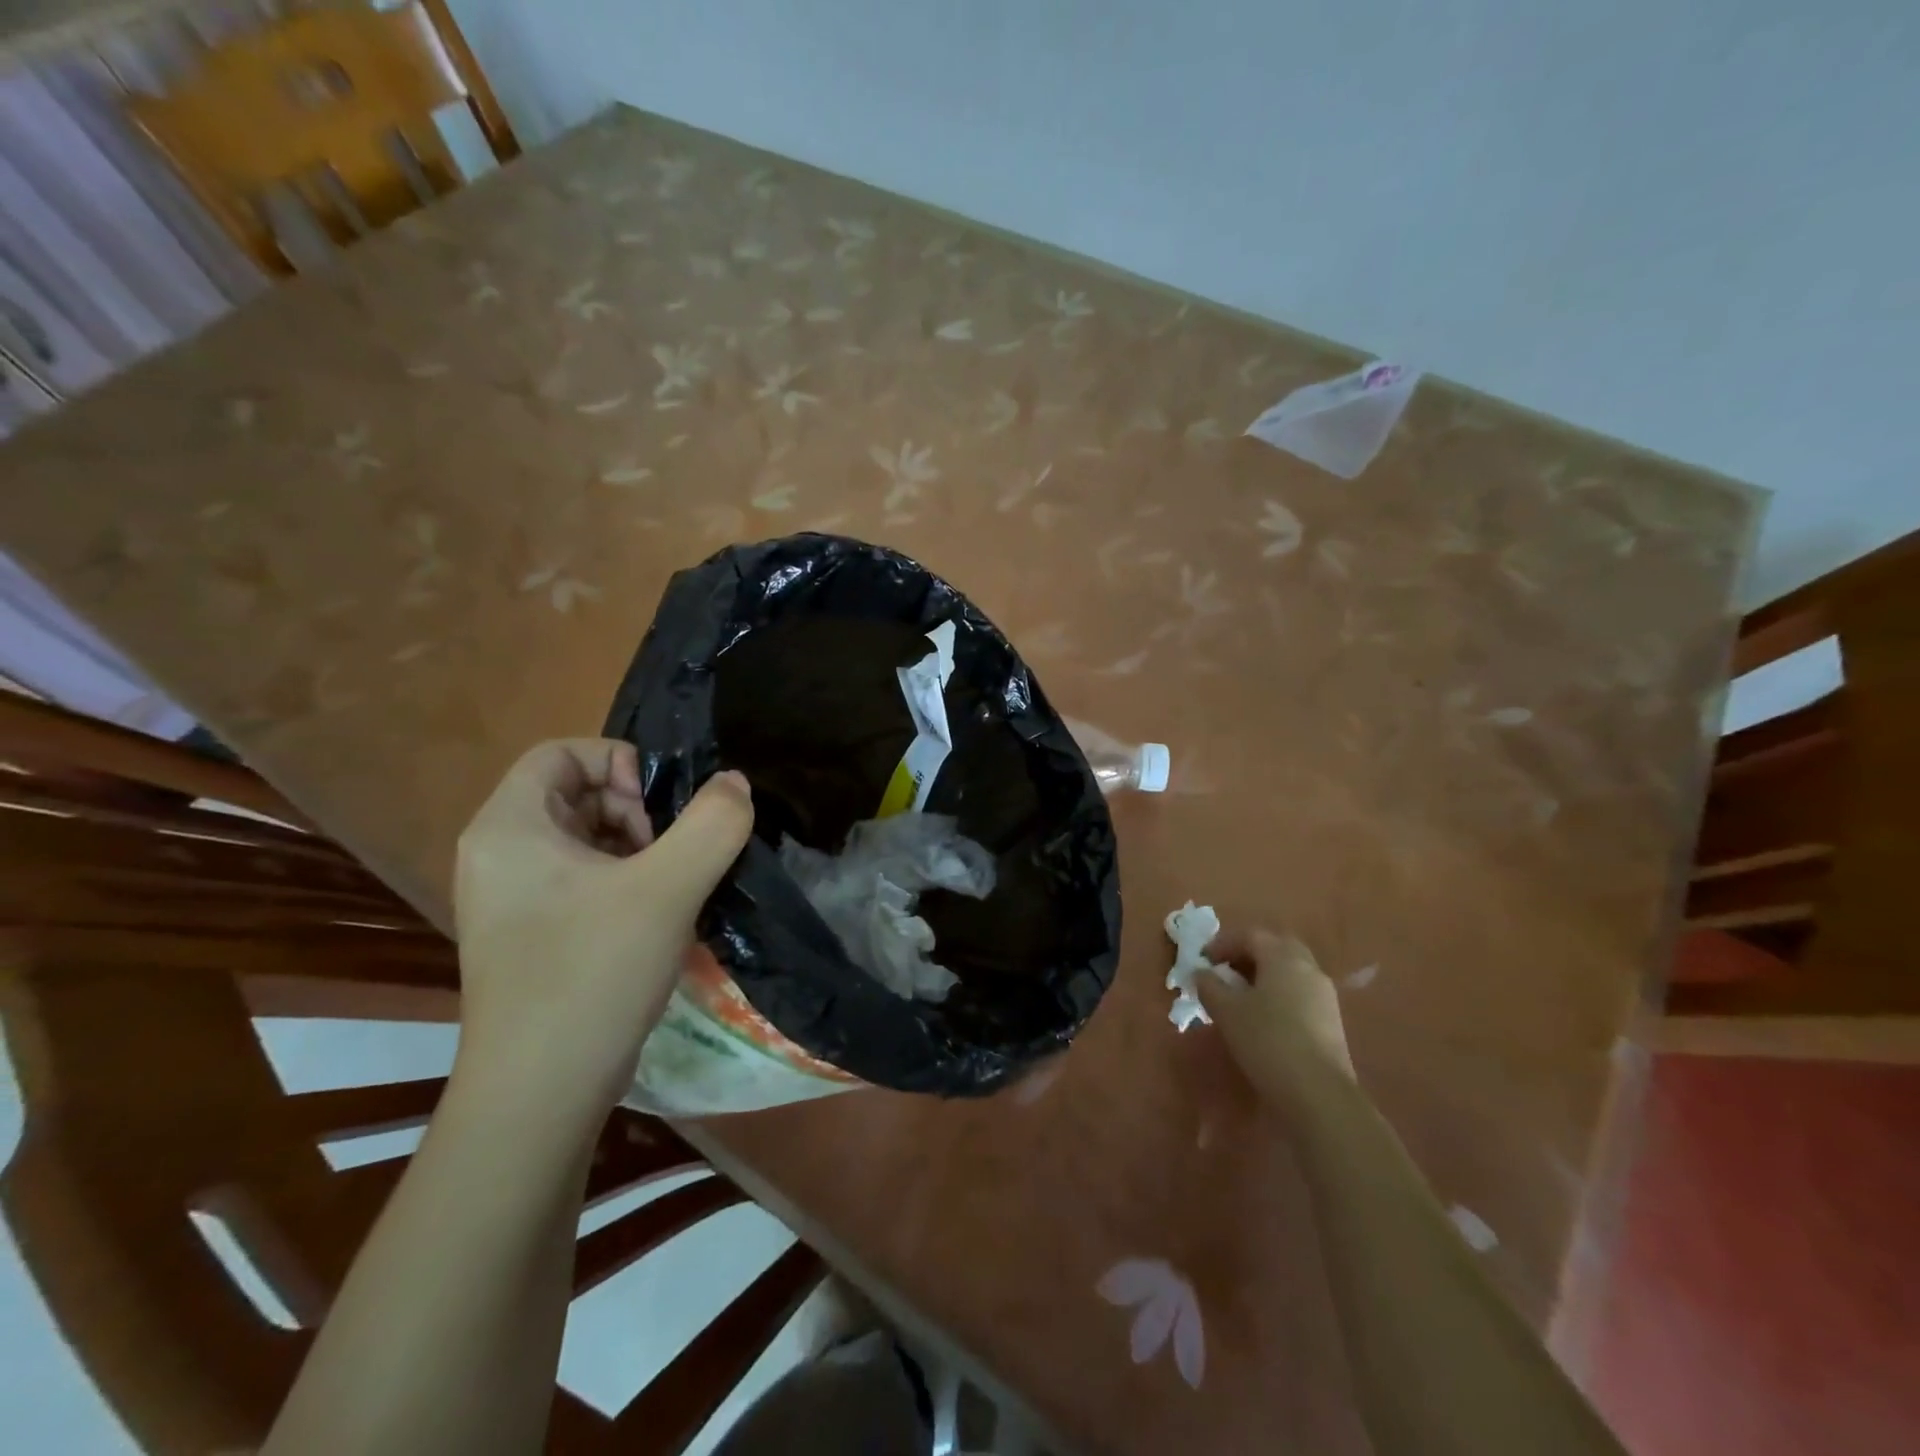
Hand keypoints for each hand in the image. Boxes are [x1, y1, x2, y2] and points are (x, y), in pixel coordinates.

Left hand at [452, 739, 753, 1116]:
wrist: (539, 1095)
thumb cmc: (592, 974)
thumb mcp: (667, 888)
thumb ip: (712, 824)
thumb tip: (735, 784)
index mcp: (508, 828)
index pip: (560, 753)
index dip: (618, 763)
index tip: (658, 811)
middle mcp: (498, 855)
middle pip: (574, 794)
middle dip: (634, 811)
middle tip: (668, 855)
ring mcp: (511, 900)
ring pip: (584, 840)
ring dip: (636, 849)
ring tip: (669, 889)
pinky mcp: (531, 935)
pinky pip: (581, 880)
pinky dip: (623, 882)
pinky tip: (655, 919)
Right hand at [1198, 930, 1355, 1102]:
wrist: (1318, 1093)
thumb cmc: (1266, 1040)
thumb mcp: (1226, 1011)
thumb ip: (1209, 986)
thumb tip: (1201, 973)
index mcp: (1283, 956)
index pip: (1250, 935)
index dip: (1222, 943)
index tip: (1202, 960)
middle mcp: (1308, 968)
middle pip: (1275, 948)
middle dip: (1247, 955)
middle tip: (1224, 972)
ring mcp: (1324, 995)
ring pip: (1289, 971)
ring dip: (1263, 975)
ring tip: (1240, 996)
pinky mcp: (1331, 1021)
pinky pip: (1299, 993)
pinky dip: (1278, 994)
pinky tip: (1263, 1018)